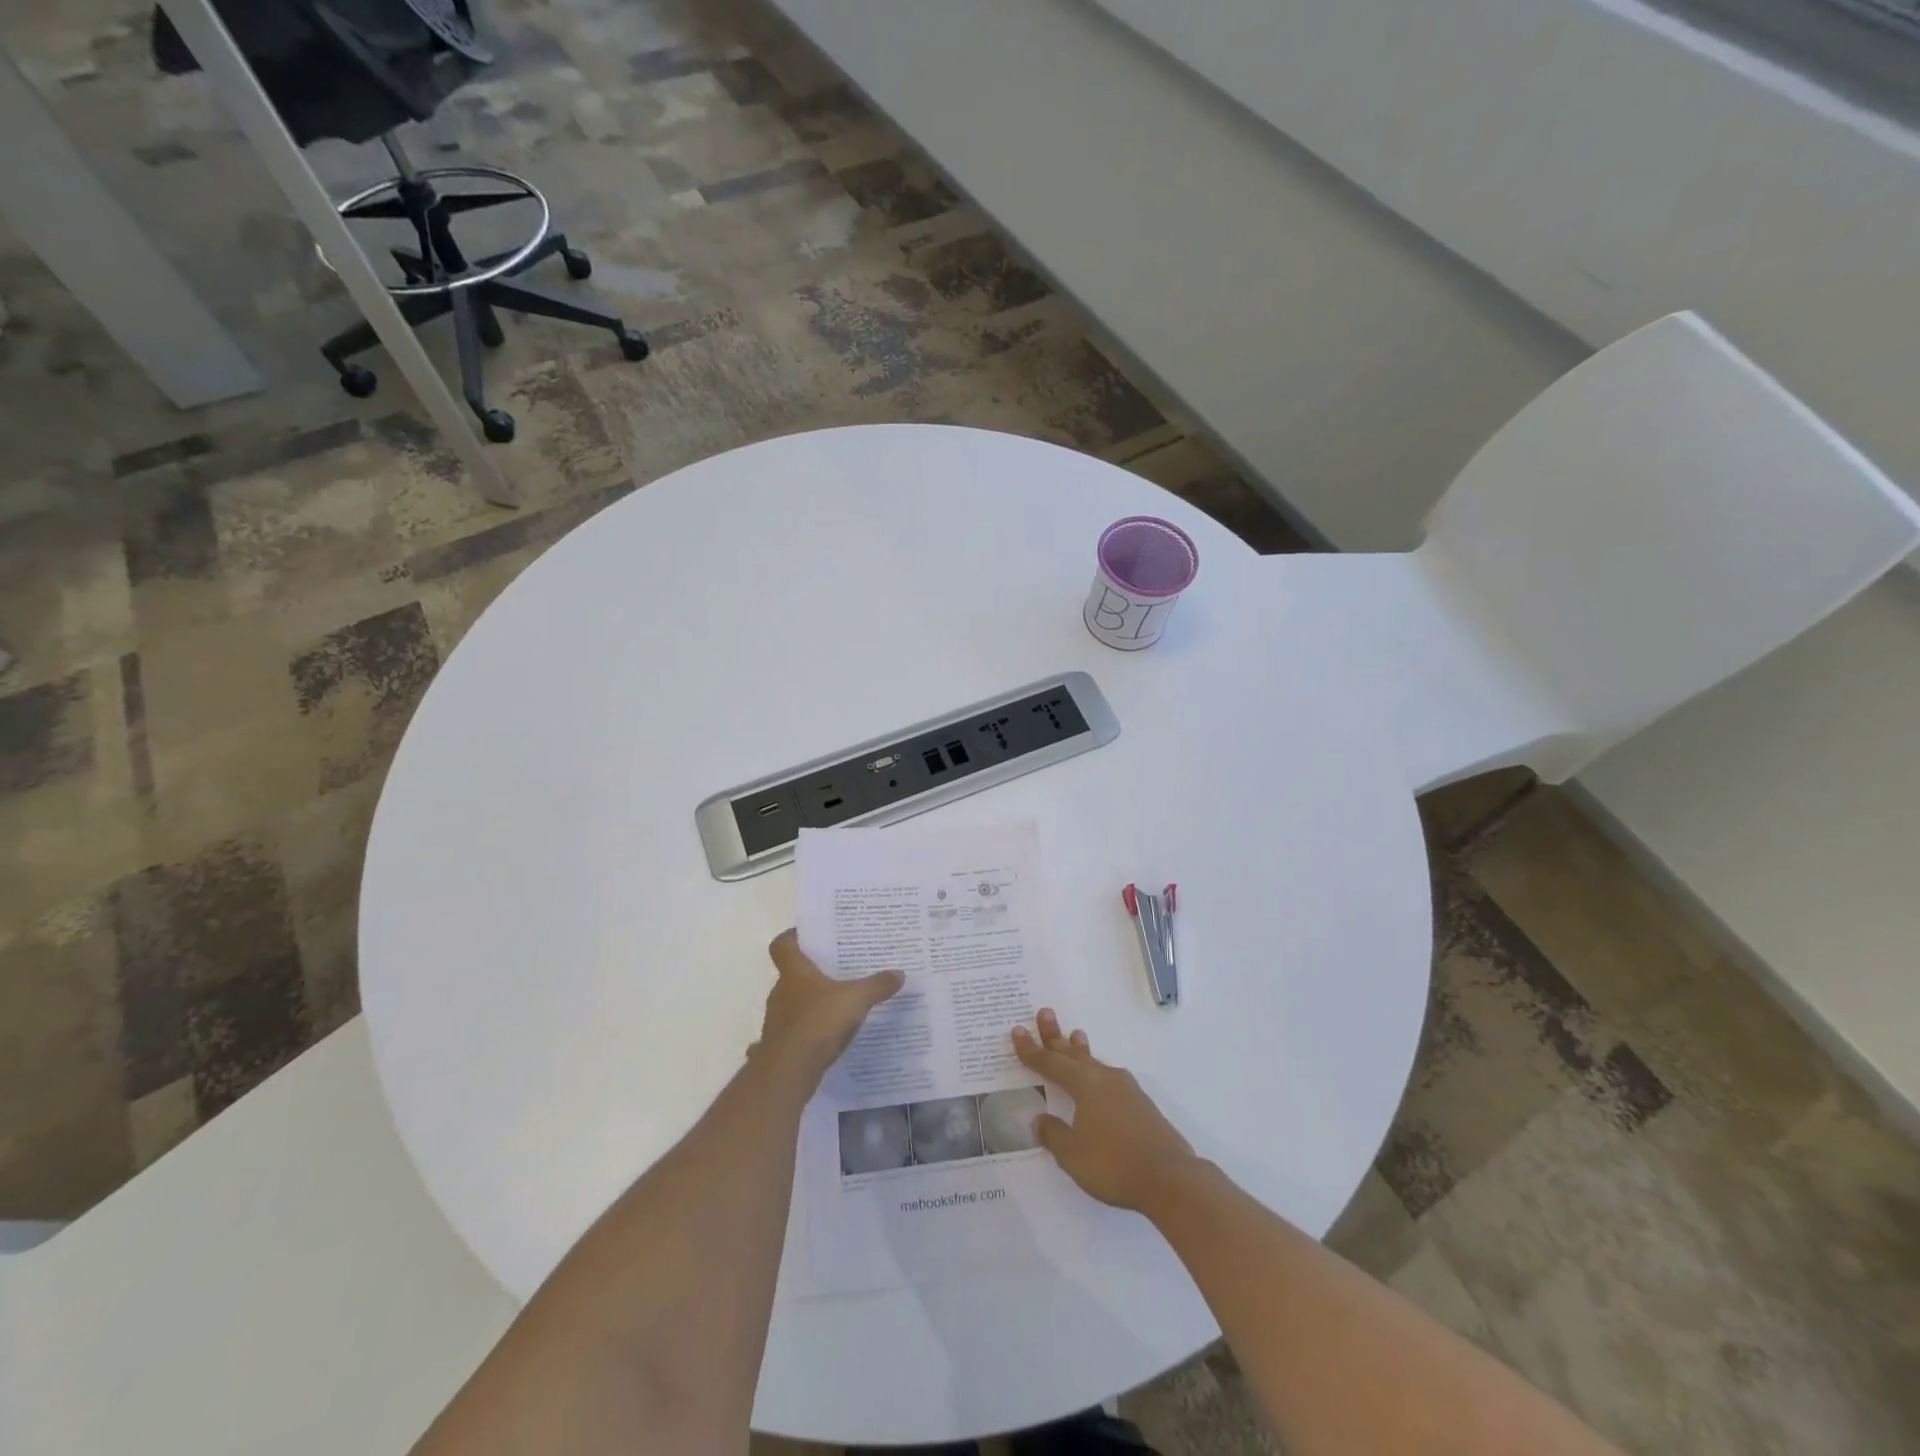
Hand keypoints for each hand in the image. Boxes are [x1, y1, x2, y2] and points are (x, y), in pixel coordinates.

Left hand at [756, 930, 902, 1086]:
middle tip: (839, 968)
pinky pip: (798, 1030)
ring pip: (795, 1003)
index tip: (810, 935)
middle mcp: (781, 992)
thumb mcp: (856, 999)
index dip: (793, 936)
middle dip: (814, 971)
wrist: (788, 1072)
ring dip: (813, 1002)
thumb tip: (899, 973)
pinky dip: (811, 1030)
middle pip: (793, 974)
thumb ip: (877, 985)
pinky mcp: (781, 1045)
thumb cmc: (818, 1023)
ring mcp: (778, 1020)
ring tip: (840, 1002)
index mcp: (794, 972)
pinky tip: (830, 1036)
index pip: (783, 945)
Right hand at [1012, 1008, 1197, 1212]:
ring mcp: (1127, 1091)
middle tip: (1044, 1013)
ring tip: (1075, 1035)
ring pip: (1095, 1064)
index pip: (1051, 1063)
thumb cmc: (1113, 1163)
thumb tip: (1041, 1119)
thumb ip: (1054, 1134)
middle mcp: (1105, 1079)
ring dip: (1081, 1051)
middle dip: (1055, 1036)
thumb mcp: (1072, 1154)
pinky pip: (1110, 1079)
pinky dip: (1097, 1072)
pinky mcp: (1142, 1106)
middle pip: (1074, 1053)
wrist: (1170, 1179)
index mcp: (1085, 1084)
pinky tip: (1100, 1080)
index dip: (1031, 1050)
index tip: (1017, 1031)